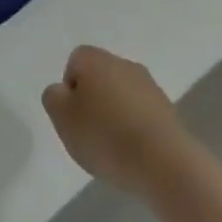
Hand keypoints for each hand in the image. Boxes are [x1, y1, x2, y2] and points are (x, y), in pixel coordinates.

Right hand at [42, 45, 191, 197]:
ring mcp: (150, 86)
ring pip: (122, 95)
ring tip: (112, 148)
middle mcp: (124, 64)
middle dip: (92, 102)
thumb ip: (54, 98)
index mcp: (96, 60)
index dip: (69, 89)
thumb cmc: (105, 135)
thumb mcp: (62, 118)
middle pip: (100, 77)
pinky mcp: (168, 110)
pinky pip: (141, 114)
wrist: (163, 161)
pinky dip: (134, 128)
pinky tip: (132, 152)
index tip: (72, 116)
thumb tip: (62, 90)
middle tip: (88, 133)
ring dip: (114, 115)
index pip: (75, 61)